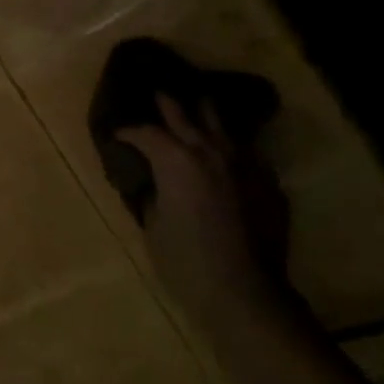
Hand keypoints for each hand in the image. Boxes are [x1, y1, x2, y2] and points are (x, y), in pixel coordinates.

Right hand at [119, 94, 295, 327]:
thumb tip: (153, 182)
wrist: (244, 291)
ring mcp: (244, 165)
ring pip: (223, 126)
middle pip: (187, 116)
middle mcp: (211, 153)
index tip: (116, 134)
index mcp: (176, 161)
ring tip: (198, 103)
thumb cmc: (184, 260)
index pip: (146, 133)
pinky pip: (246, 153)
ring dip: (206, 114)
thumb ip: (153, 194)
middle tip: (158, 92)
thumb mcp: (153, 225)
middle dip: (169, 104)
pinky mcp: (267, 183)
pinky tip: (228, 149)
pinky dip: (231, 145)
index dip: (128, 131)